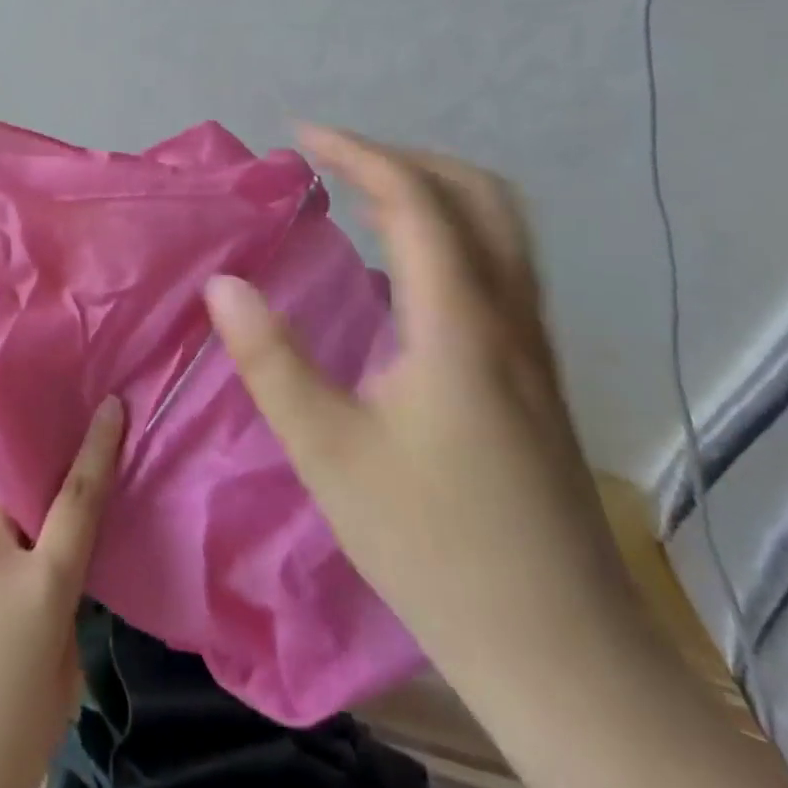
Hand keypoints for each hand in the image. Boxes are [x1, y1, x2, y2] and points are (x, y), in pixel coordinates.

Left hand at [0, 395, 126, 787]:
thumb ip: (59, 620)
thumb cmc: (1, 746)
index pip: (79, 500)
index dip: (98, 448)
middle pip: (7, 501)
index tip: (108, 406)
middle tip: (5, 566)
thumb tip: (44, 589)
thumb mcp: (59, 686)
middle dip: (11, 521)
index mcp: (42, 584)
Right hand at [203, 124, 629, 676]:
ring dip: (432, 189)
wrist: (563, 652)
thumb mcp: (329, 453)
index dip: (358, 153)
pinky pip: (500, 262)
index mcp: (458, 325)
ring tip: (362, 194)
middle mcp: (509, 317)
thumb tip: (223, 284)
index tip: (301, 135)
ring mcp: (533, 344)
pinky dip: (450, 229)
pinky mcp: (536, 371)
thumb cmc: (434, 547)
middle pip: (478, 195)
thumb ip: (271, 361)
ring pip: (500, 227)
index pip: (416, 202)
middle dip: (403, 157)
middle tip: (334, 159)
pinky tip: (401, 265)